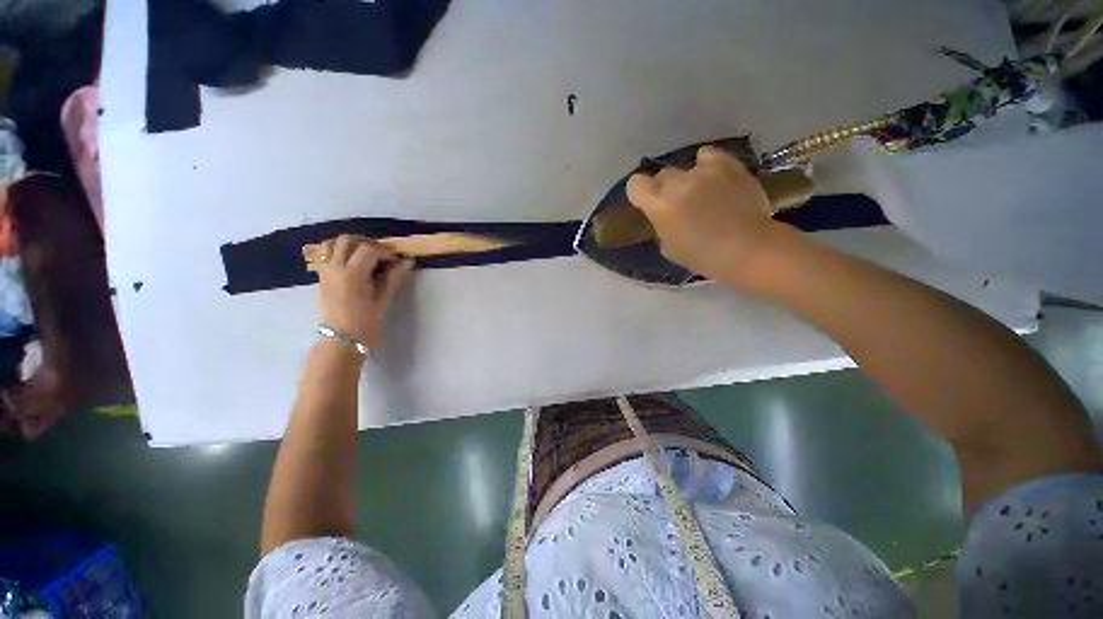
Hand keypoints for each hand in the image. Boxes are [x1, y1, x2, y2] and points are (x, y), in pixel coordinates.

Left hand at [310, 235, 413, 350]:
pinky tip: (352, 262)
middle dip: (367, 242)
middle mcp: (335, 268)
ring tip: (365, 254)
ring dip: (350, 244)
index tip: (397, 259)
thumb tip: (408, 262)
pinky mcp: (321, 277)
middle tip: (382, 254)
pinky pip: (325, 254)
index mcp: (352, 275)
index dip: (385, 251)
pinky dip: (338, 251)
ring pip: (332, 244)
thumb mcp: (383, 301)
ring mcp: (325, 272)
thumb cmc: (366, 324)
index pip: (368, 249)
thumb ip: (394, 278)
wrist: (341, 341)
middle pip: (347, 240)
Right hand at [626, 146, 795, 288]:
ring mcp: (704, 171)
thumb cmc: (702, 256)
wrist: (747, 248)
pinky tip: (715, 178)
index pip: (635, 184)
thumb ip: (661, 225)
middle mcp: (677, 182)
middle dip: (666, 188)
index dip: (640, 193)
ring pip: (686, 166)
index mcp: (659, 205)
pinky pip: (709, 156)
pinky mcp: (728, 165)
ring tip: (703, 192)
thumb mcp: (669, 247)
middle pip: (662, 175)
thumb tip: (665, 215)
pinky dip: (708, 165)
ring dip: (689, 179)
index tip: (647, 203)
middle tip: (679, 204)